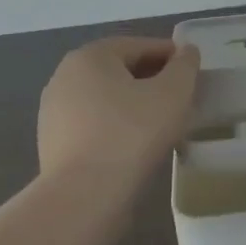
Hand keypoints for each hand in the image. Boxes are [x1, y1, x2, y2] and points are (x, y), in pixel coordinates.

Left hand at [37, 36, 200, 179]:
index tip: (193, 72)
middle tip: (181, 100)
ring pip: (107, 100)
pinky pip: (94, 126)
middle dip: (153, 82)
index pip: (139, 46)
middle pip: (120, 71)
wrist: (83, 198)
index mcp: (90, 56)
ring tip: (164, 126)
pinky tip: (137, 148)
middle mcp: (65, 76)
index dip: (171, 56)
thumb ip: (184, 66)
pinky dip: (117, 129)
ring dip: (135, 106)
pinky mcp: (52, 144)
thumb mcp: (172, 94)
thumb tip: (186, 52)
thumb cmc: (131, 135)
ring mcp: (54, 112)